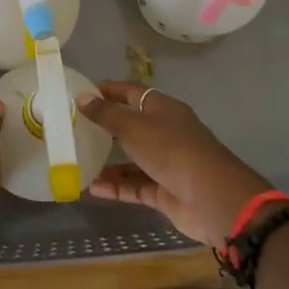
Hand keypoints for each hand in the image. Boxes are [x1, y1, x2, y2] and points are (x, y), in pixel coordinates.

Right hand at [77, 83, 270, 247]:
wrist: (213, 198)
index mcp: (164, 110)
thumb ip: (106, 115)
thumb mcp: (134, 127)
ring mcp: (167, 164)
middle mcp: (166, 133)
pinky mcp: (166, 191)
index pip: (134, 93)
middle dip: (107, 128)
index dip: (112, 91)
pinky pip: (136, 186)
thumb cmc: (173, 151)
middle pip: (133, 126)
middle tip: (76, 129)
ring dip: (109, 163)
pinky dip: (117, 187)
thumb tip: (81, 97)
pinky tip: (92, 189)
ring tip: (79, 163)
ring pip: (133, 160)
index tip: (85, 92)